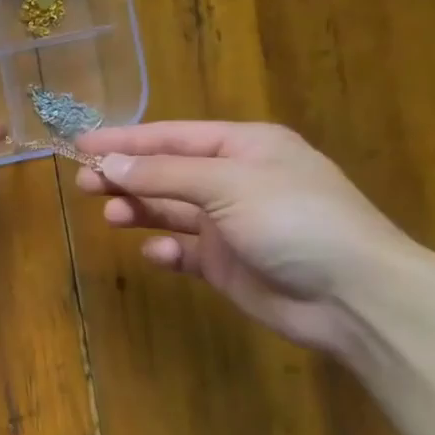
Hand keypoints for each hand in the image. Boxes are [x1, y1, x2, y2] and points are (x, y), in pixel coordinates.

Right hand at [74, 120, 414, 353]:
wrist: (355, 296)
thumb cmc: (294, 220)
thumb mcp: (227, 184)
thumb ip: (163, 175)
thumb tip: (107, 163)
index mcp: (243, 148)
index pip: (171, 137)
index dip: (125, 139)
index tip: (80, 142)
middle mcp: (234, 181)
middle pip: (166, 172)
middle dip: (126, 176)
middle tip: (83, 182)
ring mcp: (230, 224)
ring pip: (170, 210)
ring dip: (140, 210)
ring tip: (111, 216)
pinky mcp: (227, 264)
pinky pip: (184, 250)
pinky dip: (166, 249)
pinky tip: (157, 253)